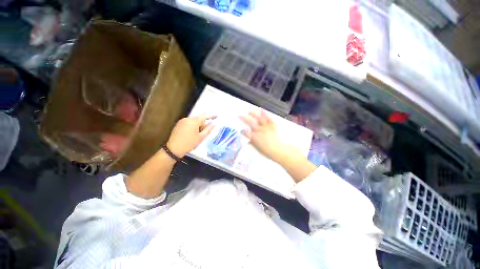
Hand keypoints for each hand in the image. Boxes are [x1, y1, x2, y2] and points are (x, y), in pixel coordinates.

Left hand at [166, 114, 215, 157]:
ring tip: (202, 131)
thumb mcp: (201, 137)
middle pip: (199, 118)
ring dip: (199, 124)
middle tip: (210, 126)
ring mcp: (182, 121)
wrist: (174, 149)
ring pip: (194, 120)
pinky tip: (195, 132)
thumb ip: (208, 129)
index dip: (211, 116)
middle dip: (205, 121)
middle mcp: (188, 119)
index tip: (217, 116)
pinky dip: (194, 125)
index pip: (204, 116)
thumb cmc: (189, 143)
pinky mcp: (179, 124)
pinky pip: (189, 122)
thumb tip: (214, 124)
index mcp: (194, 121)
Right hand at [240, 110, 287, 161]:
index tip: (241, 129)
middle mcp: (259, 130)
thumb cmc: (266, 151)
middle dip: (244, 118)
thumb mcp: (257, 148)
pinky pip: (269, 119)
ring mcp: (266, 127)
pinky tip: (262, 110)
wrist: (277, 150)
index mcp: (254, 136)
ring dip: (254, 114)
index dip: (243, 130)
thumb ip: (252, 143)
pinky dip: (265, 114)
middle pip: (250, 122)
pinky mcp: (272, 125)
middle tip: (240, 115)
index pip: (246, 132)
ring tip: (250, 111)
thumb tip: (248, 140)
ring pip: (259, 119)